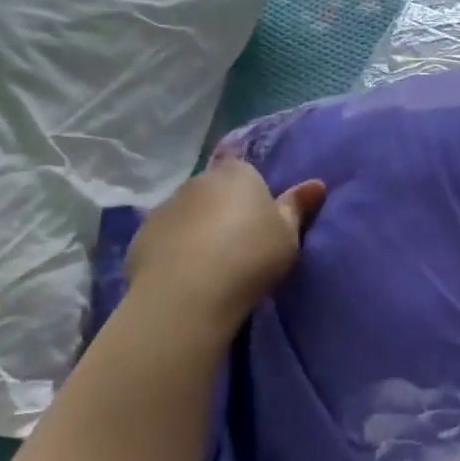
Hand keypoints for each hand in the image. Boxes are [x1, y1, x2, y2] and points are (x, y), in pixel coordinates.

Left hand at [124, 160, 325, 329]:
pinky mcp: (142, 235)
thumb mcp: (288, 235)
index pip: (245, 169)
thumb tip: (317, 184)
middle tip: (239, 243)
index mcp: (237, 173)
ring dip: (198, 228)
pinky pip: (166, 237)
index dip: (252, 191)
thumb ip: (298, 207)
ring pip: (188, 212)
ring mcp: (166, 206)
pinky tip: (186, 275)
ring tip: (212, 264)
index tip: (259, 217)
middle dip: (223, 209)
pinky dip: (175, 249)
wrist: (189, 292)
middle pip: (214, 190)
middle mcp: (198, 181)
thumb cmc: (251, 256)